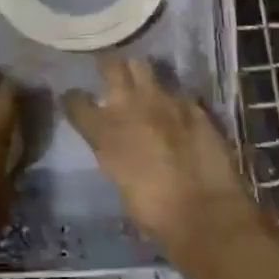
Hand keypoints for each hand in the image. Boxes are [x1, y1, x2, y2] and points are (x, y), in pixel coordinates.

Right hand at [64, 54, 255, 257]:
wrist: (204, 212)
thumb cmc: (154, 212)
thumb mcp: (119, 180)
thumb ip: (113, 151)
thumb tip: (117, 143)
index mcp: (105, 131)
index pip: (76, 102)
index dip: (74, 100)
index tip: (75, 100)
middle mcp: (130, 105)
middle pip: (111, 66)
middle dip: (108, 67)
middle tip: (110, 73)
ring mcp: (163, 99)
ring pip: (143, 65)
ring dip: (139, 73)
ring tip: (143, 83)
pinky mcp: (192, 104)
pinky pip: (176, 92)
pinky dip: (173, 100)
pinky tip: (178, 112)